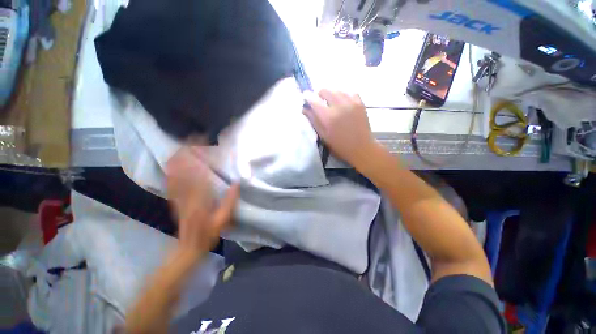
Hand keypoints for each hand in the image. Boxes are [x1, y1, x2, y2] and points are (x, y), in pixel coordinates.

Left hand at [166, 146, 239, 255]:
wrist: (188, 245)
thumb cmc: (209, 233)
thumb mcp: (224, 219)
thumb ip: (230, 201)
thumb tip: (237, 183)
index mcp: (201, 198)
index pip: (200, 173)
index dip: (200, 158)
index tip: (204, 145)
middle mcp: (187, 195)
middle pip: (185, 170)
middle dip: (187, 153)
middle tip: (190, 139)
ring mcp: (178, 197)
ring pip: (176, 174)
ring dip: (178, 159)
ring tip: (181, 146)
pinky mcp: (174, 200)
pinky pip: (171, 182)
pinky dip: (171, 170)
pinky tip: (171, 163)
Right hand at [303, 89, 376, 169]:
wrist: (361, 148)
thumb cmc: (339, 145)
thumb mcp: (323, 136)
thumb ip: (313, 120)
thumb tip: (304, 108)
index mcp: (328, 117)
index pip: (314, 100)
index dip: (308, 96)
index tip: (305, 96)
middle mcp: (339, 106)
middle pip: (325, 90)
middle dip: (319, 94)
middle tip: (320, 102)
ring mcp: (351, 103)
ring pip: (337, 90)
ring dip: (331, 94)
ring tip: (331, 103)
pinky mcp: (360, 103)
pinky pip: (349, 92)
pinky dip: (343, 96)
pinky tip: (343, 103)